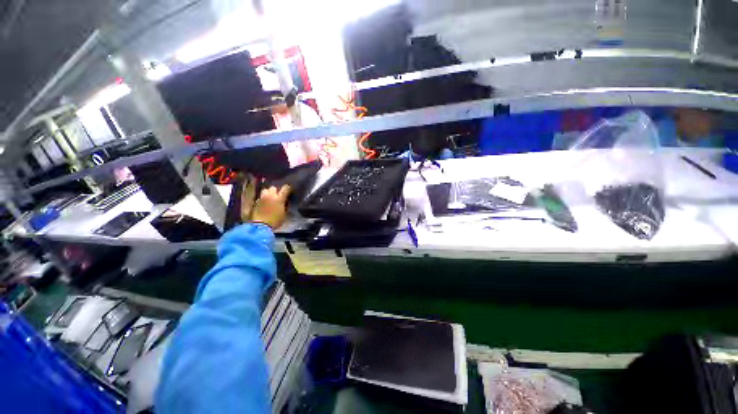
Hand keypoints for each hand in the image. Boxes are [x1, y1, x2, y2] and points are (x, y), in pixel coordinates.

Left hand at [251, 185, 290, 229]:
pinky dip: (264, 199)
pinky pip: (261, 197)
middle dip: (276, 190)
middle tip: (278, 195)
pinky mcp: (256, 202)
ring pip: (265, 190)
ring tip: (270, 198)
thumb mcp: (284, 214)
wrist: (260, 226)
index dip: (288, 188)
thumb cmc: (275, 221)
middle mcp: (270, 196)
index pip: (285, 188)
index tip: (289, 190)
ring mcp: (262, 198)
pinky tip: (265, 204)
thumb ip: (285, 206)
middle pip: (273, 187)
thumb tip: (286, 202)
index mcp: (279, 198)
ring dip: (268, 193)